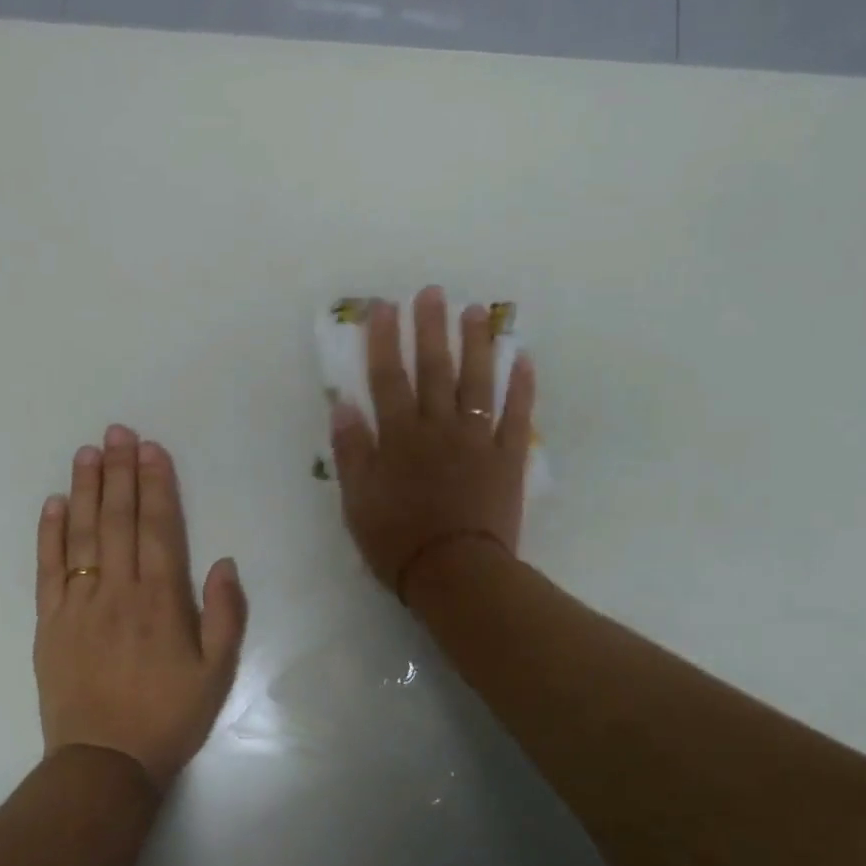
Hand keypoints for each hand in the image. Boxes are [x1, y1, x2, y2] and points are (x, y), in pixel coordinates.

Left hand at [34, 425, 247, 786]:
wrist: (104, 764)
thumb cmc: (169, 716)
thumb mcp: (218, 672)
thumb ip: (225, 614)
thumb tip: (223, 561)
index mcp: (161, 600)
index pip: (158, 528)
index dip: (155, 485)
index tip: (150, 449)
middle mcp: (118, 591)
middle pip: (118, 520)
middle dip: (119, 472)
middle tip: (116, 432)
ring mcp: (78, 605)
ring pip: (83, 535)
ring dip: (86, 490)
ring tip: (87, 452)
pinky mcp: (50, 623)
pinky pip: (48, 569)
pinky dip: (50, 534)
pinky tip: (55, 503)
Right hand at [330, 287, 535, 598]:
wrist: (455, 573)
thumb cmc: (398, 541)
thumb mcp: (357, 501)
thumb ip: (351, 451)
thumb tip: (342, 404)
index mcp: (400, 437)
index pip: (388, 378)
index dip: (385, 340)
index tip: (384, 306)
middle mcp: (439, 428)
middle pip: (435, 369)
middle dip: (431, 328)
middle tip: (433, 292)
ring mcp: (477, 440)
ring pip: (477, 382)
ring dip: (477, 344)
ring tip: (476, 312)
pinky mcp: (507, 457)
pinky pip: (516, 415)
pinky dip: (521, 386)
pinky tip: (523, 358)